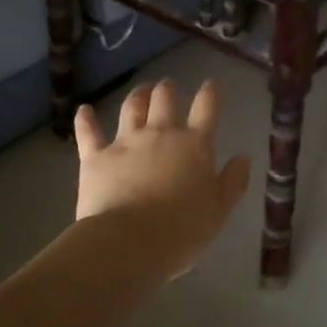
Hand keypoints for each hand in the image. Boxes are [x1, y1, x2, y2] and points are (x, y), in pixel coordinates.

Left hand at [74, 79, 251, 279]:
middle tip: (168, 88)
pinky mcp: (95, 156)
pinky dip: (86, 119)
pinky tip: (84, 110)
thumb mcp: (219, 210)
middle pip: (164, 98)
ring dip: (138, 95)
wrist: (130, 241)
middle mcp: (160, 134)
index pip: (207, 108)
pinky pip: (89, 131)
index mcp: (194, 145)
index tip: (212, 85)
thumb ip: (233, 181)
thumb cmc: (182, 230)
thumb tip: (243, 157)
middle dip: (168, 89)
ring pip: (131, 107)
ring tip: (141, 91)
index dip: (210, 92)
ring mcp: (125, 142)